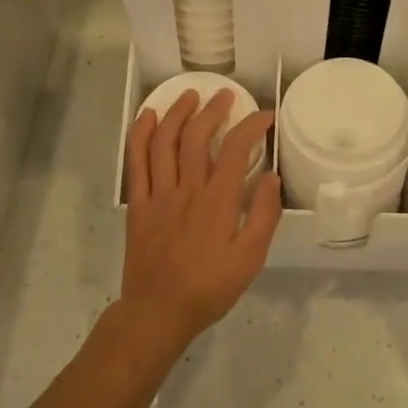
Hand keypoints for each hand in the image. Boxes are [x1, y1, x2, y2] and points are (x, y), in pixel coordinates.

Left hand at [122, 89, 281, 351]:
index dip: (252, 126)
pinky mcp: (137, 203)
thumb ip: (263, 216)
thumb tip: (272, 179)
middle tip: (224, 96)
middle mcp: (187, 189)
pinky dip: (140, 134)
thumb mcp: (250, 259)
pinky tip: (149, 117)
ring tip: (189, 96)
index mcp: (217, 201)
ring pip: (165, 141)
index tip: (265, 116)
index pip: (236, 149)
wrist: (158, 311)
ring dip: (177, 113)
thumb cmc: (209, 288)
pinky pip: (136, 161)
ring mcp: (158, 194)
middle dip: (213, 110)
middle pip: (198, 136)